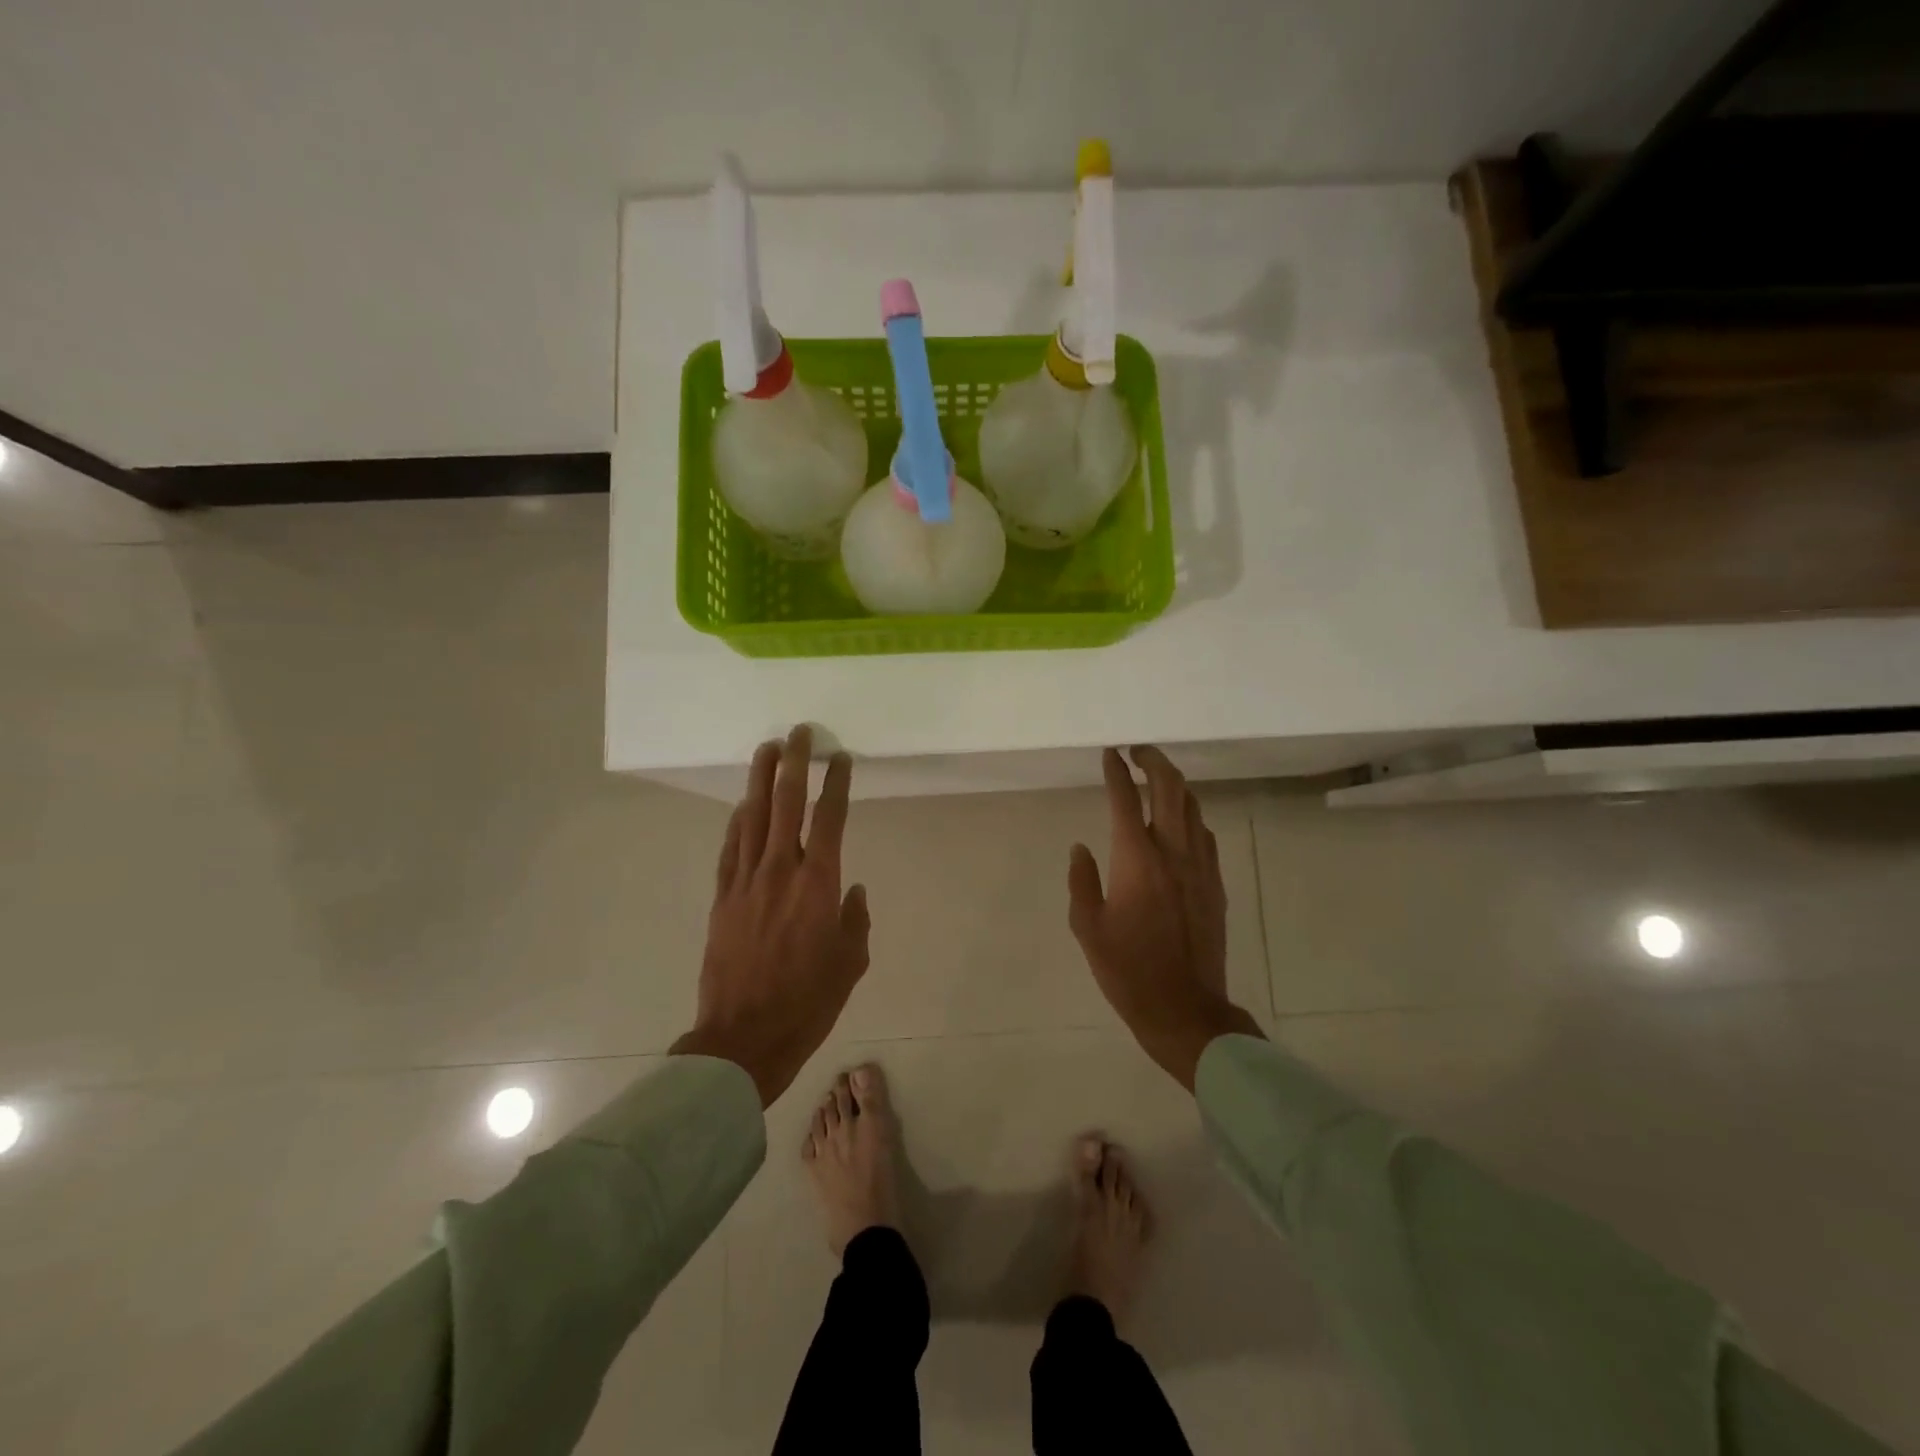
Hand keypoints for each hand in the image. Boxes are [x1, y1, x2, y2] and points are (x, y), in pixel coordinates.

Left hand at [671, 725, 870, 1106]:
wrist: (745, 1036)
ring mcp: (746, 881)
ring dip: (760, 779)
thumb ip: (856, 919)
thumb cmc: (808, 1001)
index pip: (831, 818)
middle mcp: (781, 870)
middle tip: (798, 732)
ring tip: (766, 749)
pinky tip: (741, 805)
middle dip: (794, 762)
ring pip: (752, 816)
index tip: (841, 758)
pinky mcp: (722, 897)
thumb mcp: (851, 962)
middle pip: (786, 803)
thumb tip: (853, 890)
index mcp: (819, 883)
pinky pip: (730, 848)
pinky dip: (737, 822)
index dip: (837, 783)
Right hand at [1068, 746, 1263, 1089]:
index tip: (1110, 752)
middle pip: (1169, 789)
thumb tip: (1080, 847)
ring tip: (1157, 776)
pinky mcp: (1216, 884)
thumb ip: (1082, 881)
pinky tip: (1181, 821)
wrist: (1185, 1008)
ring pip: (1193, 807)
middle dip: (1154, 761)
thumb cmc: (1128, 970)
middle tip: (1137, 750)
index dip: (1116, 771)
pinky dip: (1191, 815)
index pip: (1125, 800)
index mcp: (1136, 860)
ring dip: (1175, 783)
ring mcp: (1200, 867)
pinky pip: (1205, 834)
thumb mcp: (1088, 928)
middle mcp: (1172, 853)